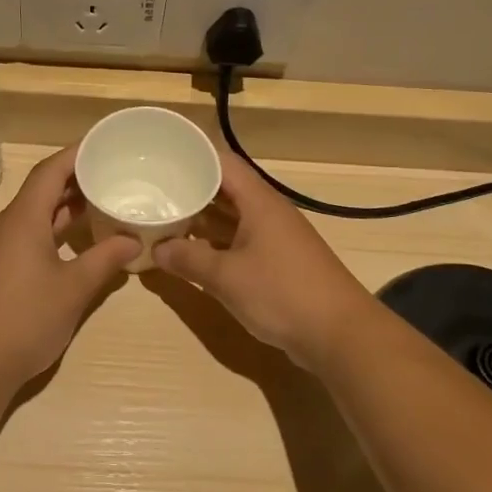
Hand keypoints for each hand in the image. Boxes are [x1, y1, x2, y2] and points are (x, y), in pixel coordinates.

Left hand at [0, 146, 139, 385]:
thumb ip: (104, 260)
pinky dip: (48, 232)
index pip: (49, 171)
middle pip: (39, 191)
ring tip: (97, 205)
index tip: (103, 143)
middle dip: (74, 181)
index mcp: (22, 220)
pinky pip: (23, 237)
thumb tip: (132, 239)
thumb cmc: (25, 320)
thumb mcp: (73, 289)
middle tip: (110, 174)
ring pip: (31, 216)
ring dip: (61, 209)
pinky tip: (71, 245)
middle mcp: (3, 226)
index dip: (76, 154)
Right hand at [152, 154, 376, 365]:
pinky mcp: (278, 263)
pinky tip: (191, 253)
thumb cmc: (282, 294)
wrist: (340, 334)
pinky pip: (239, 241)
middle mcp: (268, 212)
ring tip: (163, 219)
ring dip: (201, 219)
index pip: (221, 163)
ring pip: (231, 217)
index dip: (192, 157)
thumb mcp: (226, 277)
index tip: (159, 160)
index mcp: (259, 202)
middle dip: (190, 190)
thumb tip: (155, 249)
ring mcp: (274, 238)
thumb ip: (188, 260)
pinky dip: (215, 243)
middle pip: (224, 189)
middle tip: (151, 192)